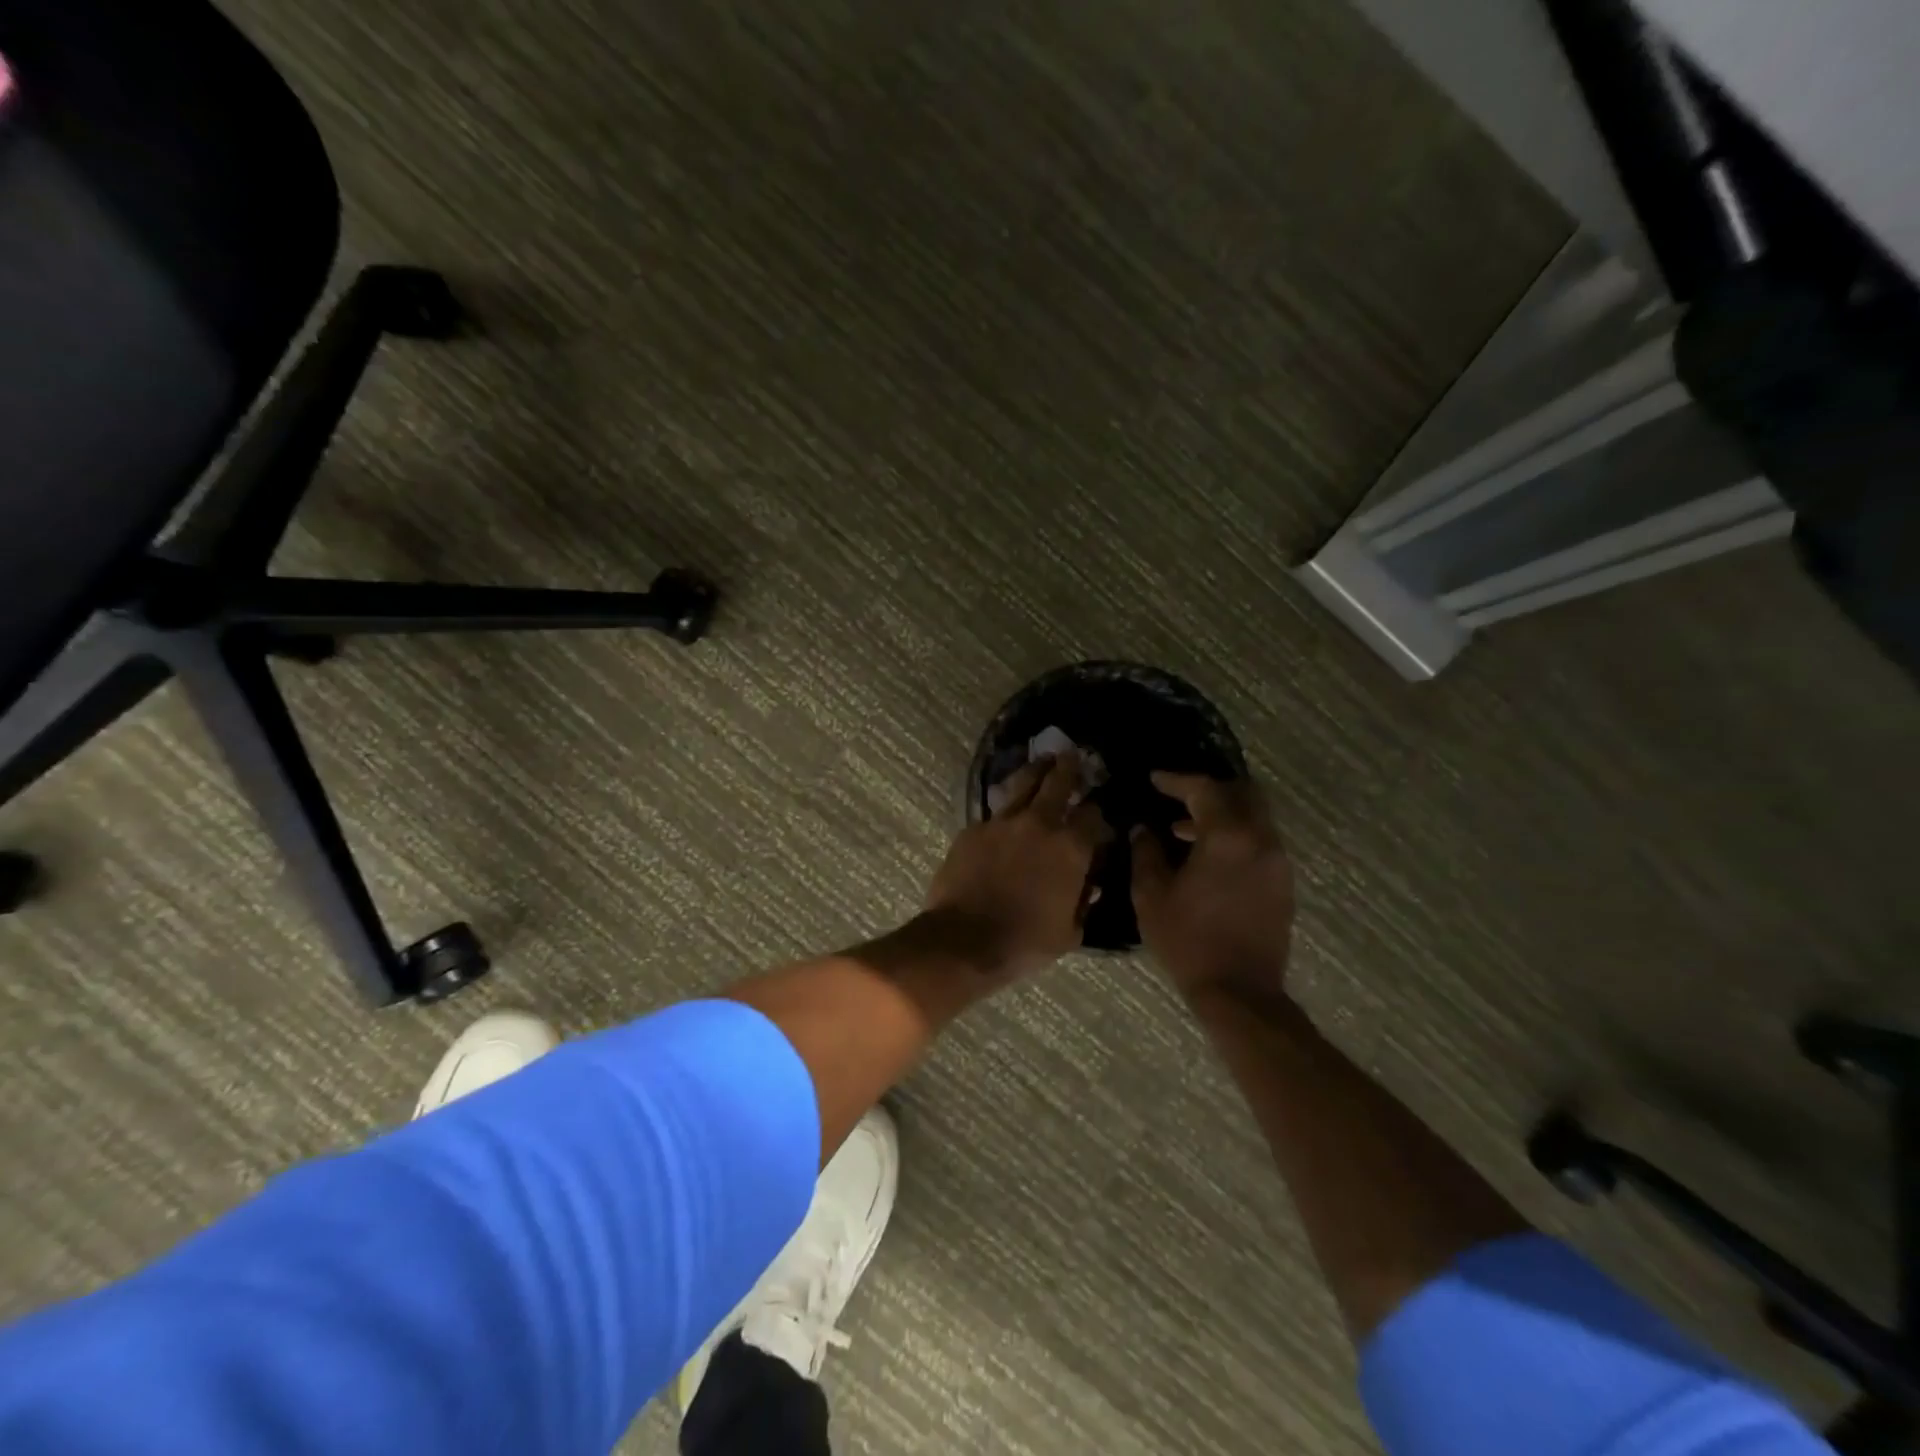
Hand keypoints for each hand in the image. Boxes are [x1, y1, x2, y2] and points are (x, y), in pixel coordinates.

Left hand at [926, 753, 1107, 978]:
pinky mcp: (973, 828)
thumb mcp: (1070, 931)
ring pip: (1023, 783)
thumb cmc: (1025, 942)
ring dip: (1036, 771)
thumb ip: (1083, 900)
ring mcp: (1002, 822)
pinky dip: (1006, 806)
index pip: (1094, 815)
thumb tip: (1089, 883)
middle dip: (1069, 768)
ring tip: (1043, 762)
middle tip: (1073, 756)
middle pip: (1058, 782)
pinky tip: (1007, 809)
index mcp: (1070, 848)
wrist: (965, 940)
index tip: (1100, 811)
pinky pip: (995, 811)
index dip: (1099, 811)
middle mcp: (1039, 824)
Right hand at [1130, 772, 1294, 1002]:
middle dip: (1209, 789)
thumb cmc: (1189, 940)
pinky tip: (1208, 858)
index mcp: (1228, 836)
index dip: (1176, 780)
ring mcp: (1278, 861)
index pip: (1204, 789)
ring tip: (1184, 830)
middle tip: (1178, 796)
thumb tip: (1143, 829)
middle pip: (1241, 792)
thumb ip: (1145, 853)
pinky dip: (1235, 836)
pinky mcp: (1283, 882)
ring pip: (1254, 817)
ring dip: (1222, 814)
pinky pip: (1260, 841)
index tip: (1154, 779)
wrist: (1239, 991)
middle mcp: (1260, 839)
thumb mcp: (1151, 895)